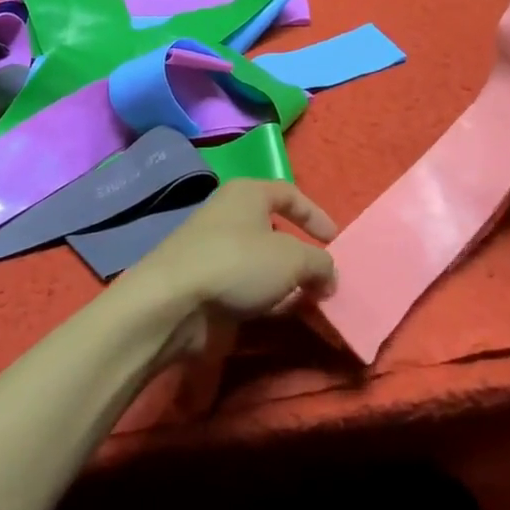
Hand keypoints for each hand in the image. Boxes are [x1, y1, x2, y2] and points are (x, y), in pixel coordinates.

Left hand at [120, 180, 338, 360]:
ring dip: (286, 281)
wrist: (174, 301)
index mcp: (247, 193)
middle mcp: (229, 215)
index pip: (288, 194)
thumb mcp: (292, 259)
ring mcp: (215, 251)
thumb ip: (319, 263)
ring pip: (261, 263)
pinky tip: (282, 315)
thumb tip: (329, 275)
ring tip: (310, 302)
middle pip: (275, 230)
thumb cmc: (237, 263)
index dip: (315, 215)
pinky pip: (246, 287)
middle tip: (324, 280)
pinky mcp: (207, 284)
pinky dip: (267, 299)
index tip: (335, 241)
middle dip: (302, 255)